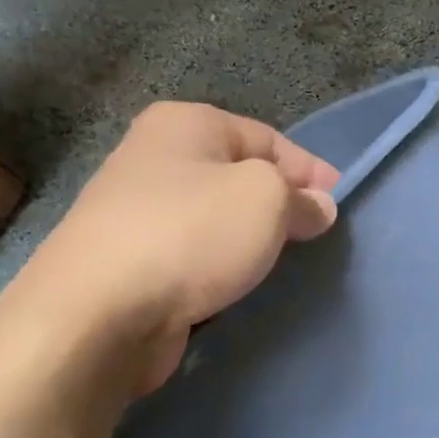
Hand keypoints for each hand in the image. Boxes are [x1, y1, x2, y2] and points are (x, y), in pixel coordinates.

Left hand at [0, 102, 339, 394]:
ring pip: (216, 218)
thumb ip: (300, 198)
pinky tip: (239, 285)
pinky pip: (193, 254)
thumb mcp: (265, 199)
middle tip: (317, 236)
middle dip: (280, 204)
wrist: (99, 313)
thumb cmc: (191, 234)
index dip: (309, 169)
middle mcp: (155, 158)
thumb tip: (318, 207)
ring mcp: (137, 212)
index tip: (339, 204)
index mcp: (185, 125)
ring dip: (250, 238)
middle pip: (239, 176)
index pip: (267, 138)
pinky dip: (220, 266)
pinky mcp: (131, 261)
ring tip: (284, 263)